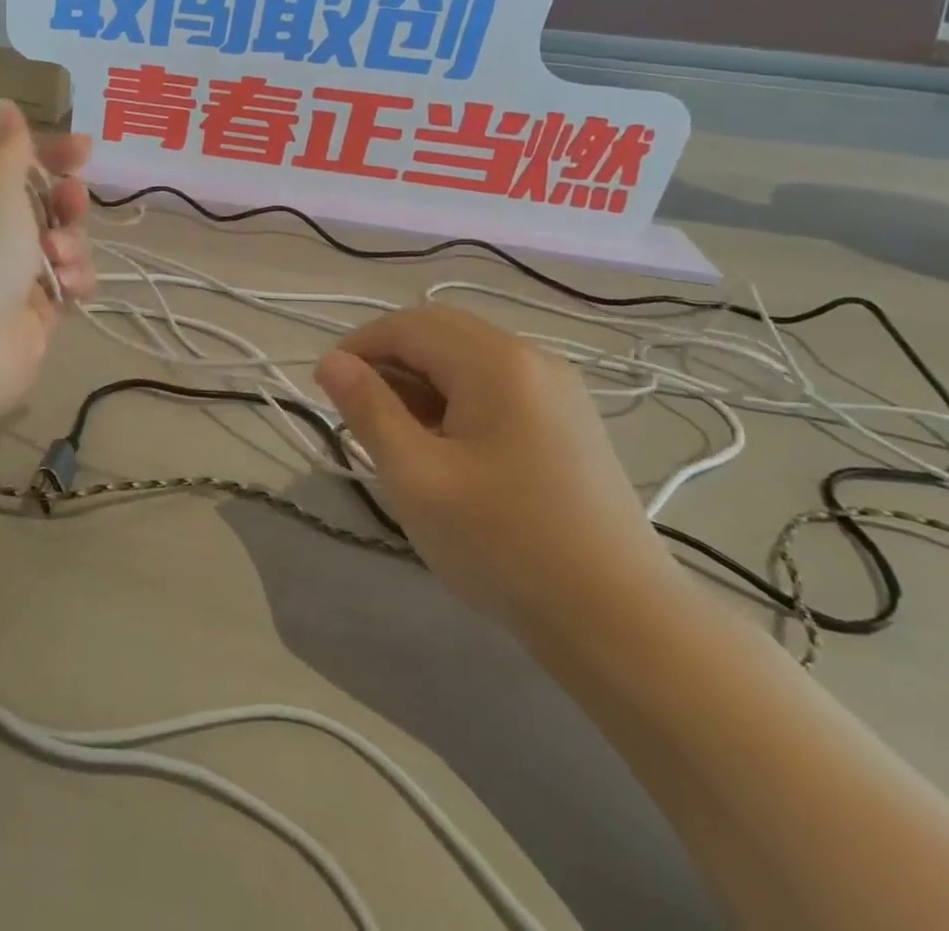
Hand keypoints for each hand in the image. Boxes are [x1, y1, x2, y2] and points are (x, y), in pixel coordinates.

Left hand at [0, 99, 93, 420]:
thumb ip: (8, 146)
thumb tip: (0, 104)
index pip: (19, 166)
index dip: (53, 154)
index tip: (85, 148)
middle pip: (48, 205)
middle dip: (67, 202)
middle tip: (70, 203)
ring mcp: (14, 276)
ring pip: (65, 244)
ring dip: (71, 246)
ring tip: (56, 262)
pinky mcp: (35, 312)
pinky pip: (70, 283)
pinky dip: (74, 281)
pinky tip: (66, 289)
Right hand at [314, 306, 684, 642]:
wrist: (622, 623)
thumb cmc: (504, 544)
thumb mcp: (416, 476)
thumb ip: (368, 409)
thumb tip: (331, 361)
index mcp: (496, 362)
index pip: (409, 326)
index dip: (359, 347)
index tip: (326, 388)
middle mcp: (533, 359)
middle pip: (441, 332)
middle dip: (390, 360)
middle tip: (357, 409)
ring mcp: (559, 390)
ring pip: (469, 359)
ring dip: (422, 381)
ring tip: (397, 435)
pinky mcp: (570, 422)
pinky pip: (497, 386)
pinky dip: (457, 400)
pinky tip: (446, 447)